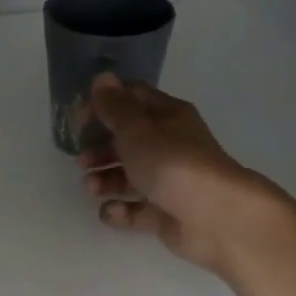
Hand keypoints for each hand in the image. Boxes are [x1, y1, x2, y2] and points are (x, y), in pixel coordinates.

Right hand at [77, 73, 283, 276]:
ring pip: (129, 176)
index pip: (132, 100)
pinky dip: (120, 210)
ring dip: (105, 180)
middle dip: (100, 149)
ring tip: (92, 189)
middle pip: (127, 141)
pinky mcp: (166, 212)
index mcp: (167, 117)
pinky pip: (136, 209)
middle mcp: (169, 145)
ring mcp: (168, 181)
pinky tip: (111, 211)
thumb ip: (114, 107)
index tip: (79, 121)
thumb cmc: (172, 164)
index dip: (103, 106)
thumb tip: (102, 77)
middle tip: (81, 161)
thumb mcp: (137, 130)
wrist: (217, 217)